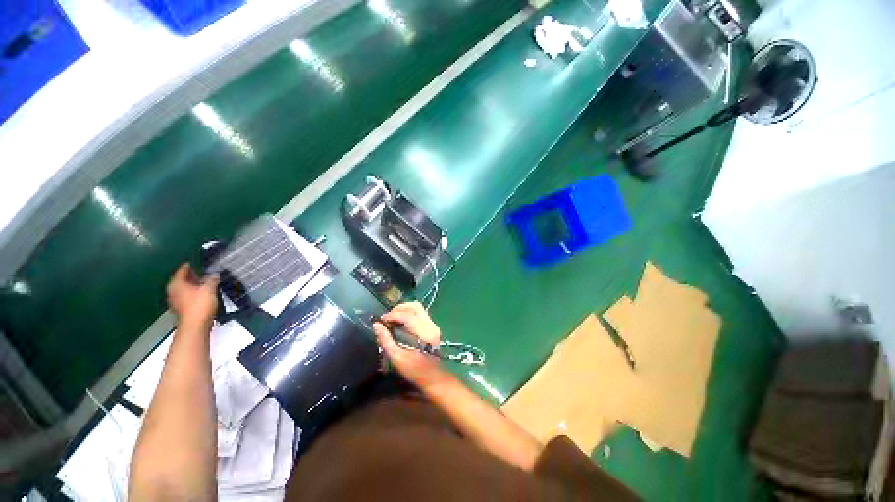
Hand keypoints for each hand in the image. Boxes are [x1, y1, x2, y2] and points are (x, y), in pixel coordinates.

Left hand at [166, 264, 218, 328]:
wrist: (196, 325)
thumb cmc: (200, 305)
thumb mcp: (209, 288)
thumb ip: (212, 279)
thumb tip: (214, 273)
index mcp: (176, 283)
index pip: (182, 269)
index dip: (191, 264)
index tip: (200, 261)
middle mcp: (173, 290)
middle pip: (183, 279)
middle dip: (193, 275)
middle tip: (205, 271)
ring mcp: (175, 300)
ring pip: (185, 288)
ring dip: (194, 285)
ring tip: (206, 282)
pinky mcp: (181, 308)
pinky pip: (187, 296)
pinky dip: (194, 293)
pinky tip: (204, 294)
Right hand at [373, 302, 450, 389]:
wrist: (433, 377)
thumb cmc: (415, 370)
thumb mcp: (397, 358)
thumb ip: (386, 340)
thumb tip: (376, 325)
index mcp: (423, 334)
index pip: (408, 316)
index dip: (393, 315)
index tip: (382, 320)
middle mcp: (430, 325)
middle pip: (415, 306)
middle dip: (399, 308)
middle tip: (388, 317)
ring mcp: (433, 324)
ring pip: (418, 308)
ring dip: (404, 309)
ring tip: (393, 318)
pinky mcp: (433, 326)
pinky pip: (421, 313)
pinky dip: (409, 313)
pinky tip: (401, 322)